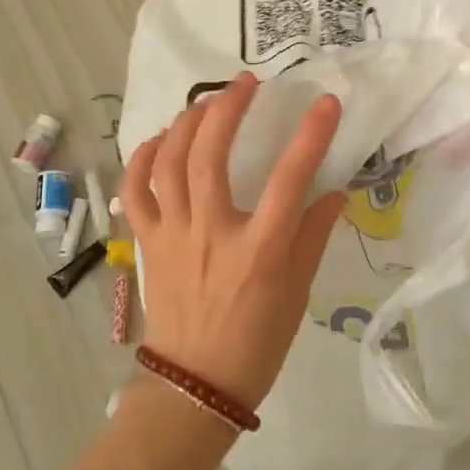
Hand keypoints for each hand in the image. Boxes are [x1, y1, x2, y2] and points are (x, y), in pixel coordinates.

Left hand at [122, 73, 346, 412]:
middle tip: (246, 83)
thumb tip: (334, 192)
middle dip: (228, 108)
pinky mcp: (147, 242)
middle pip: (210, 154)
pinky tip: (160, 139)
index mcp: (259, 249)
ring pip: (169, 163)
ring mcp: (173, 234)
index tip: (326, 101)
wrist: (195, 386)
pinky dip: (142, 158)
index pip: (289, 179)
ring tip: (207, 102)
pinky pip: (136, 191)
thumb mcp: (298, 293)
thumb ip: (313, 236)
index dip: (311, 135)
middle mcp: (212, 233)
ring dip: (187, 123)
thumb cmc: (256, 342)